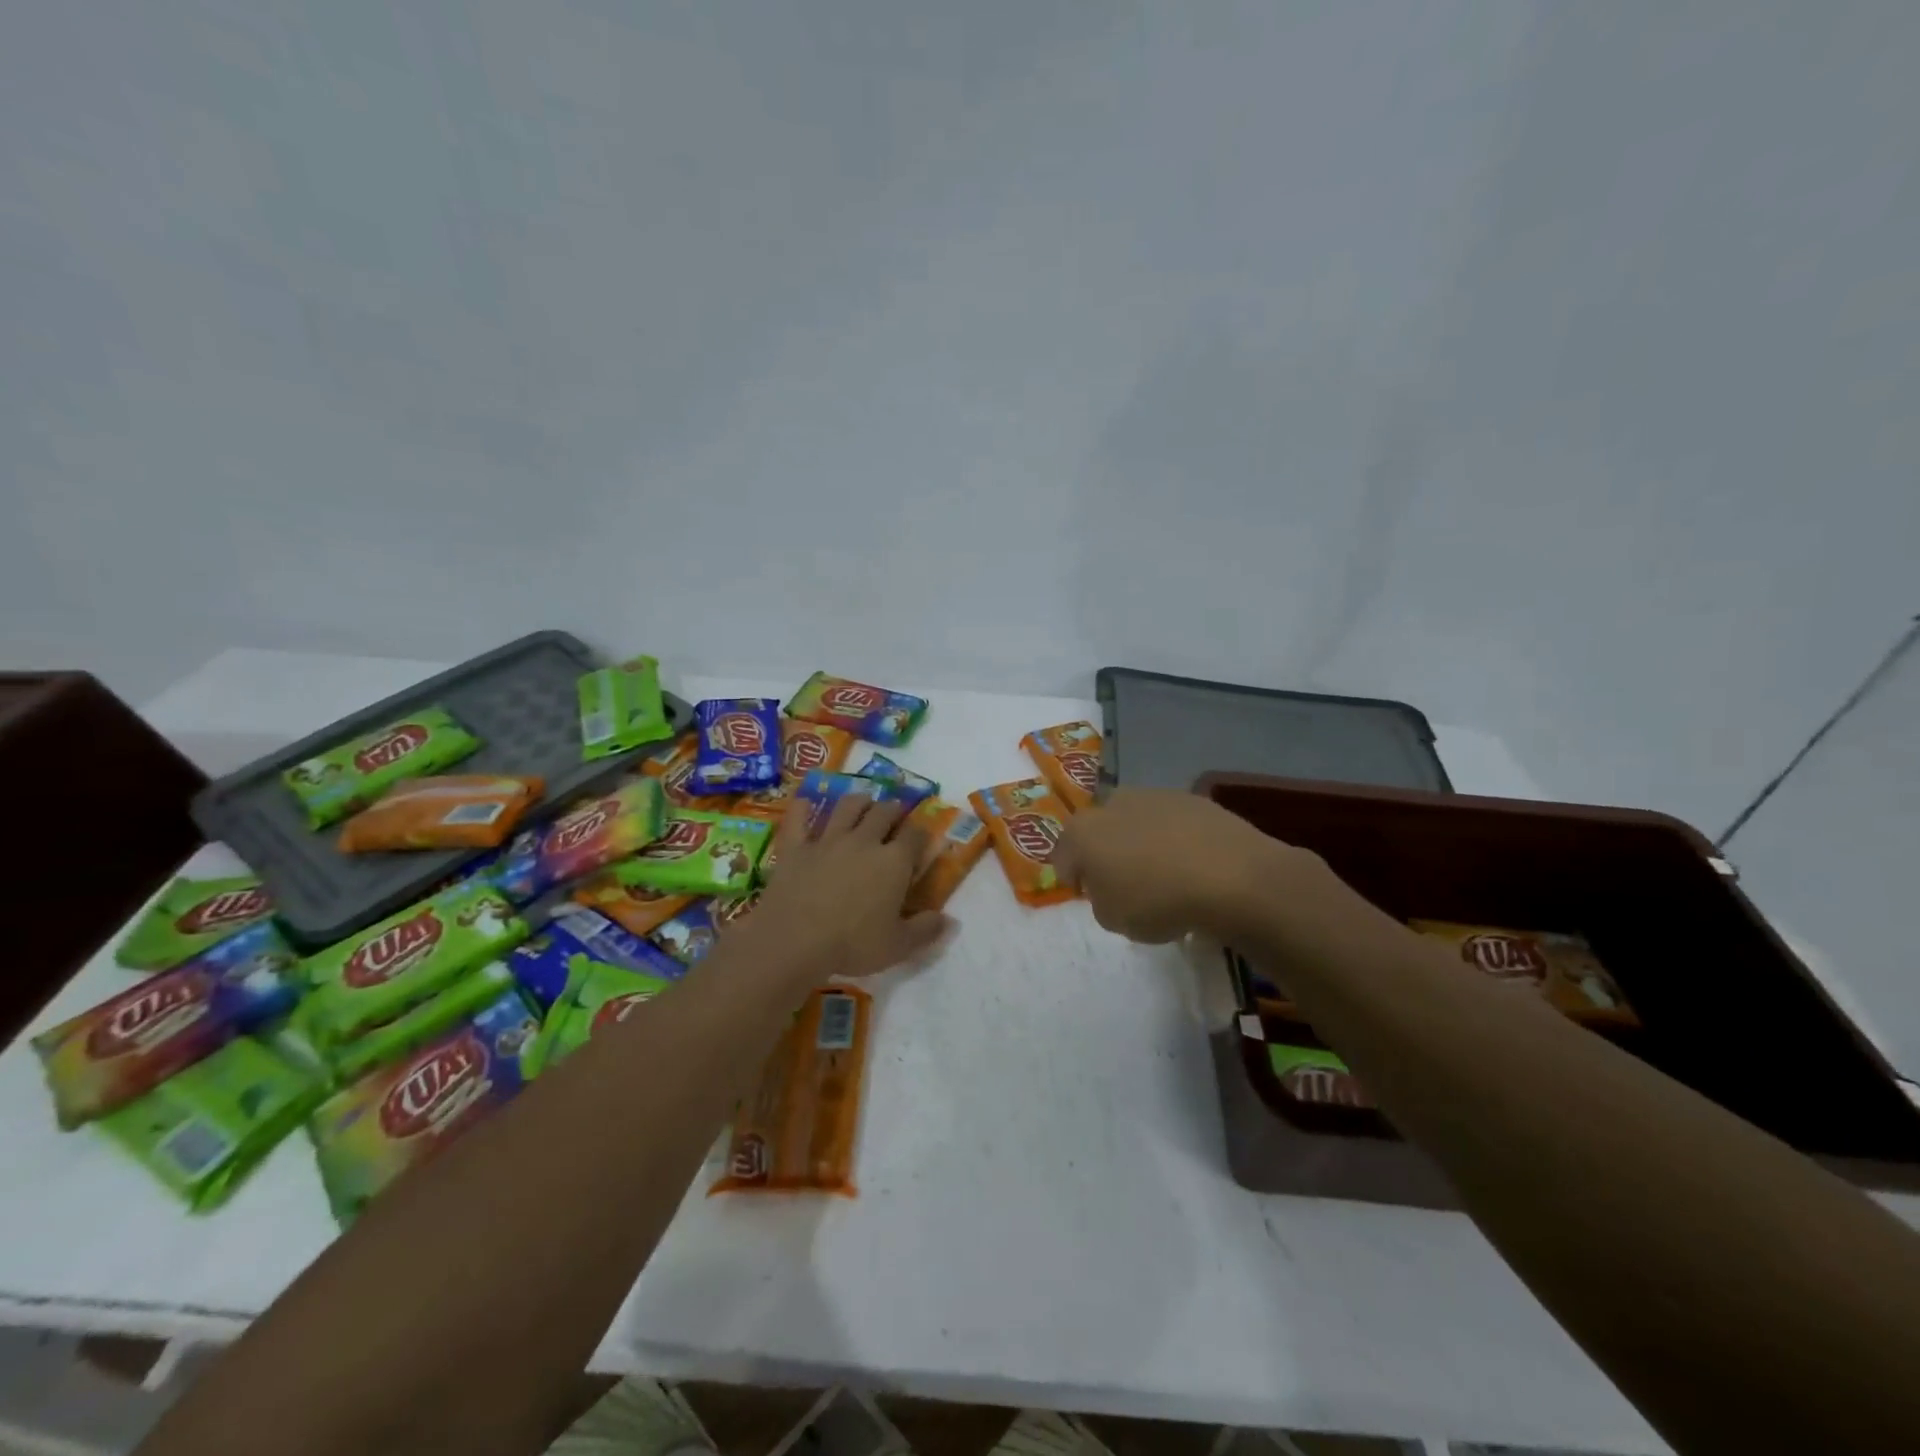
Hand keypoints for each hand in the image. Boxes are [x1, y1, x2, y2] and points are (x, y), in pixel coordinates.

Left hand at [739, 791, 951, 981]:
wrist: (794, 940)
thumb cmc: (852, 944)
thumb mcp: (898, 946)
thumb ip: (925, 930)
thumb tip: (949, 920)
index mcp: (894, 862)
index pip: (916, 835)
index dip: (921, 834)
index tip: (921, 840)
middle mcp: (865, 841)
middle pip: (884, 812)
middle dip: (893, 810)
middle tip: (894, 815)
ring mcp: (828, 839)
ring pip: (848, 806)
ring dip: (859, 801)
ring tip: (863, 804)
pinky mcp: (796, 846)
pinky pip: (799, 818)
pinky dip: (803, 808)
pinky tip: (806, 803)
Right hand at [1052, 788, 1309, 943]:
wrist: (1231, 877)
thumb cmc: (1157, 902)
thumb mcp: (1114, 920)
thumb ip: (1102, 902)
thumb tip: (1111, 889)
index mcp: (1082, 832)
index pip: (1063, 855)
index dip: (1073, 877)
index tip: (1089, 896)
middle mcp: (1112, 803)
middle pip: (1099, 830)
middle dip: (1106, 852)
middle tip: (1124, 882)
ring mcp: (1154, 795)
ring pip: (1136, 822)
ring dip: (1141, 842)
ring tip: (1164, 874)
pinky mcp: (1193, 798)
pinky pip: (1172, 823)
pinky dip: (1175, 839)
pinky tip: (1193, 865)